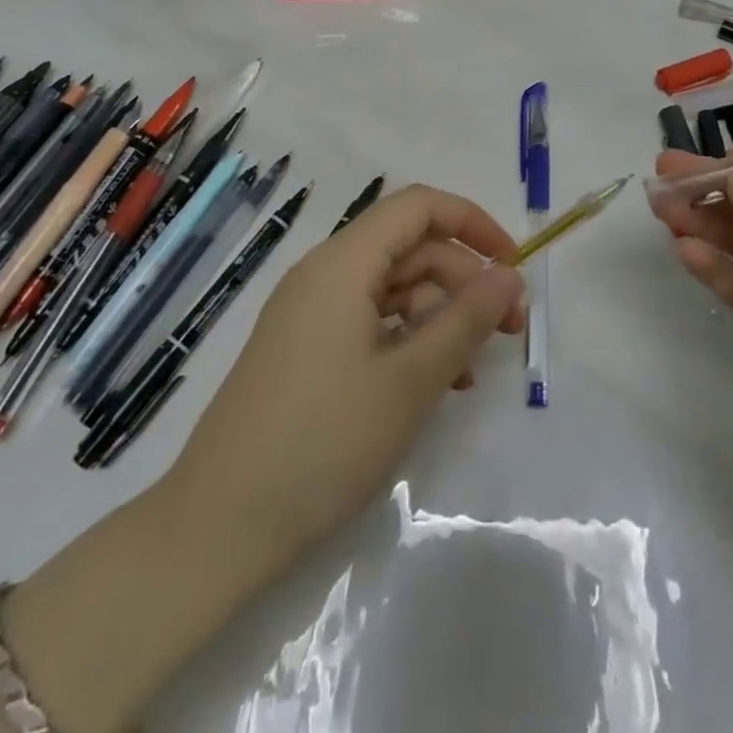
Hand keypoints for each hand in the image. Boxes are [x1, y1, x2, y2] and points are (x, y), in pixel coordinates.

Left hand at [172, 185, 525, 568]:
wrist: (219, 525)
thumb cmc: (324, 442)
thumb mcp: (410, 380)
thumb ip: (465, 320)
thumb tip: (509, 275)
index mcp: (343, 263)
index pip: (418, 207)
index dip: (472, 223)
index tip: (513, 265)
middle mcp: (323, 273)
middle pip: (408, 248)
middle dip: (464, 279)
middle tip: (509, 329)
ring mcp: (309, 312)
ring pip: (391, 288)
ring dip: (439, 316)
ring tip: (471, 371)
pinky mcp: (304, 349)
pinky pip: (368, 321)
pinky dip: (407, 340)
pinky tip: (433, 384)